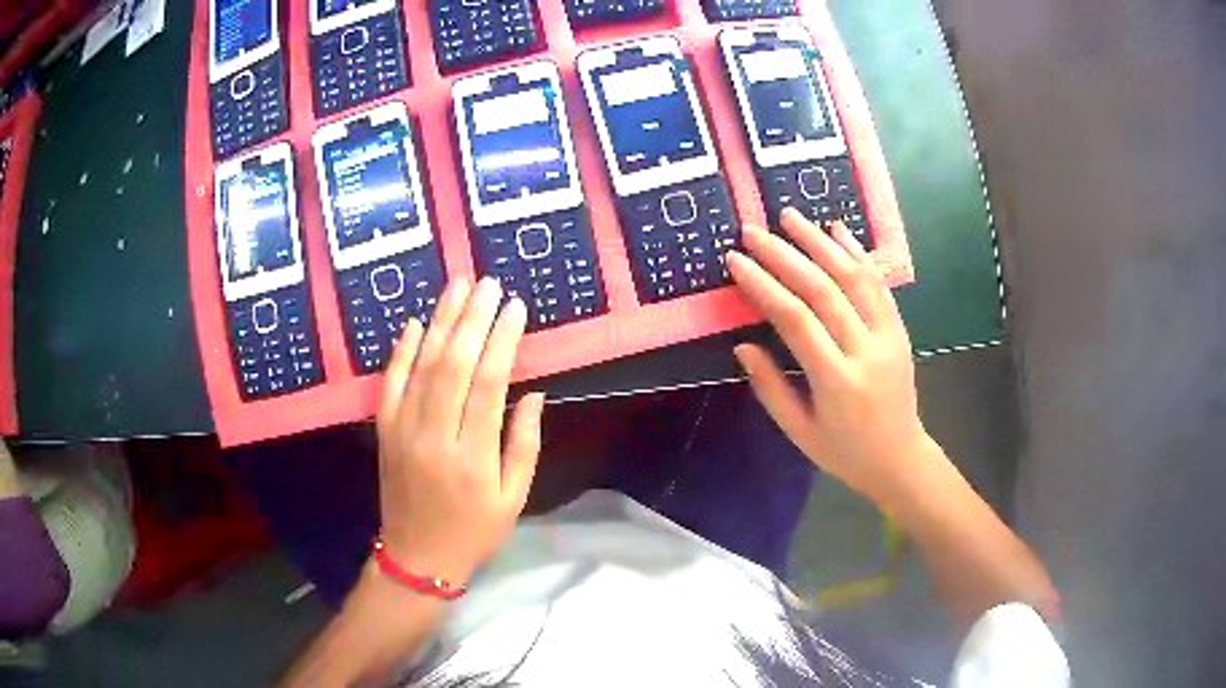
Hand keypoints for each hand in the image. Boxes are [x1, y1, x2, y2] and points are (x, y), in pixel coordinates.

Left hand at [375, 277, 545, 585]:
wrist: (417, 557)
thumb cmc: (474, 532)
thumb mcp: (513, 499)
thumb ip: (524, 446)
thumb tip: (534, 395)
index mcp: (472, 457)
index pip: (488, 385)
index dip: (502, 341)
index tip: (515, 308)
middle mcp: (434, 436)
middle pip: (452, 365)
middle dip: (472, 319)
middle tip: (488, 283)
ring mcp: (403, 431)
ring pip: (421, 366)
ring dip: (440, 322)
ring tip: (457, 286)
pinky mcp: (384, 431)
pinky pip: (390, 383)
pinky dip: (401, 351)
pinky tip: (414, 323)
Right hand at [727, 209, 930, 502]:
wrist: (900, 459)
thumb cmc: (844, 452)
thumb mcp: (799, 432)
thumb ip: (770, 388)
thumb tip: (742, 344)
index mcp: (836, 382)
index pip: (796, 320)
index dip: (764, 285)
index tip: (736, 261)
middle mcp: (865, 351)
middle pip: (823, 290)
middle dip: (784, 255)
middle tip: (753, 231)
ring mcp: (887, 336)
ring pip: (853, 277)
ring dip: (820, 242)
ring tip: (790, 216)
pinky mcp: (899, 329)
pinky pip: (878, 284)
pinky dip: (857, 253)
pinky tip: (837, 229)